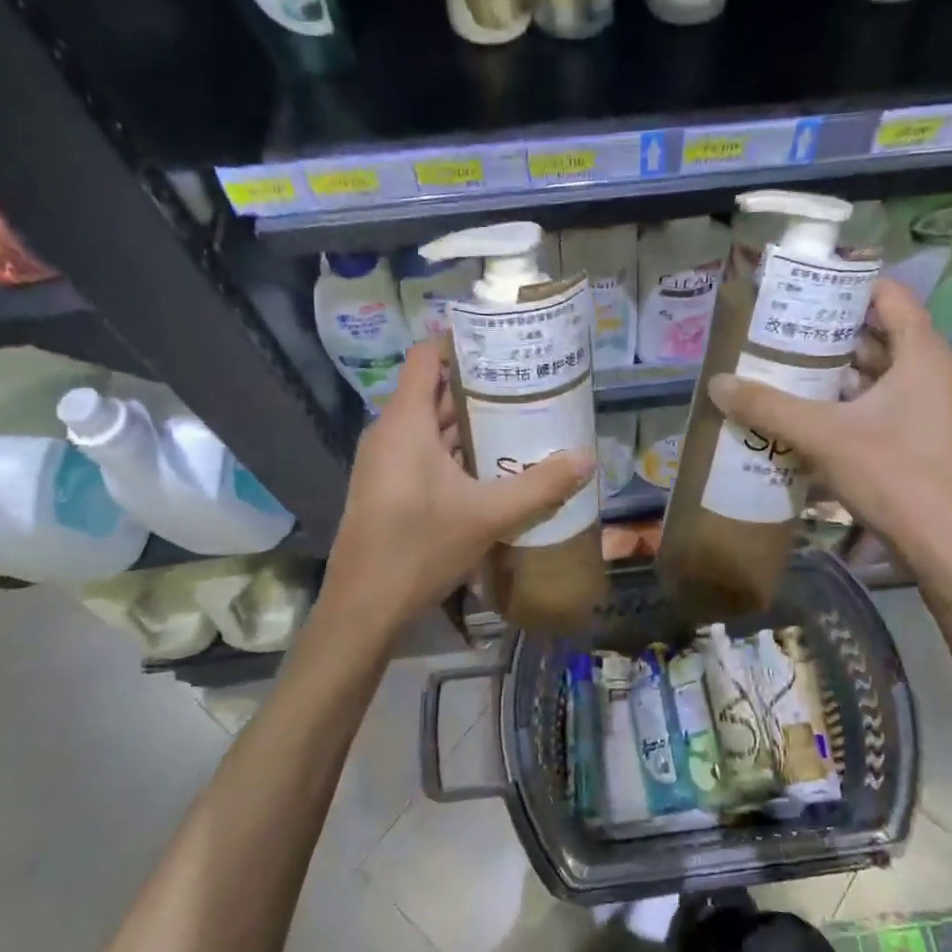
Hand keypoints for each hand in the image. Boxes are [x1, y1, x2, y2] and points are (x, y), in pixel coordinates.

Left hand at [322, 340, 595, 632]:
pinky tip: (492, 467)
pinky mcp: (386, 488)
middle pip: (433, 391)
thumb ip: (540, 485)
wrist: (363, 608)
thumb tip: (588, 459)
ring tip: (518, 421)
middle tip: (527, 386)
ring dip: (470, 423)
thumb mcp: (488, 515)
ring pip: (430, 427)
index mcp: (405, 423)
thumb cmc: (420, 548)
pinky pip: (423, 453)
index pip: (426, 357)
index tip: (502, 343)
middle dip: (479, 387)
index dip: (460, 343)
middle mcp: (390, 433)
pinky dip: (455, 451)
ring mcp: (384, 463)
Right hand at [706, 277, 951, 582]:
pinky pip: (871, 401)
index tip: (799, 286)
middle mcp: (926, 371)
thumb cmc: (895, 476)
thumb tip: (717, 384)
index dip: (844, 284)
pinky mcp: (911, 434)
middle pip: (873, 331)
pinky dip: (839, 399)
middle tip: (775, 326)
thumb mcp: (824, 436)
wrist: (944, 547)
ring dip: (828, 367)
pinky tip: (798, 408)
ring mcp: (922, 405)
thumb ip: (769, 408)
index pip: (886, 294)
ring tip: (777, 363)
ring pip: (870, 370)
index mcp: (920, 353)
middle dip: (825, 328)